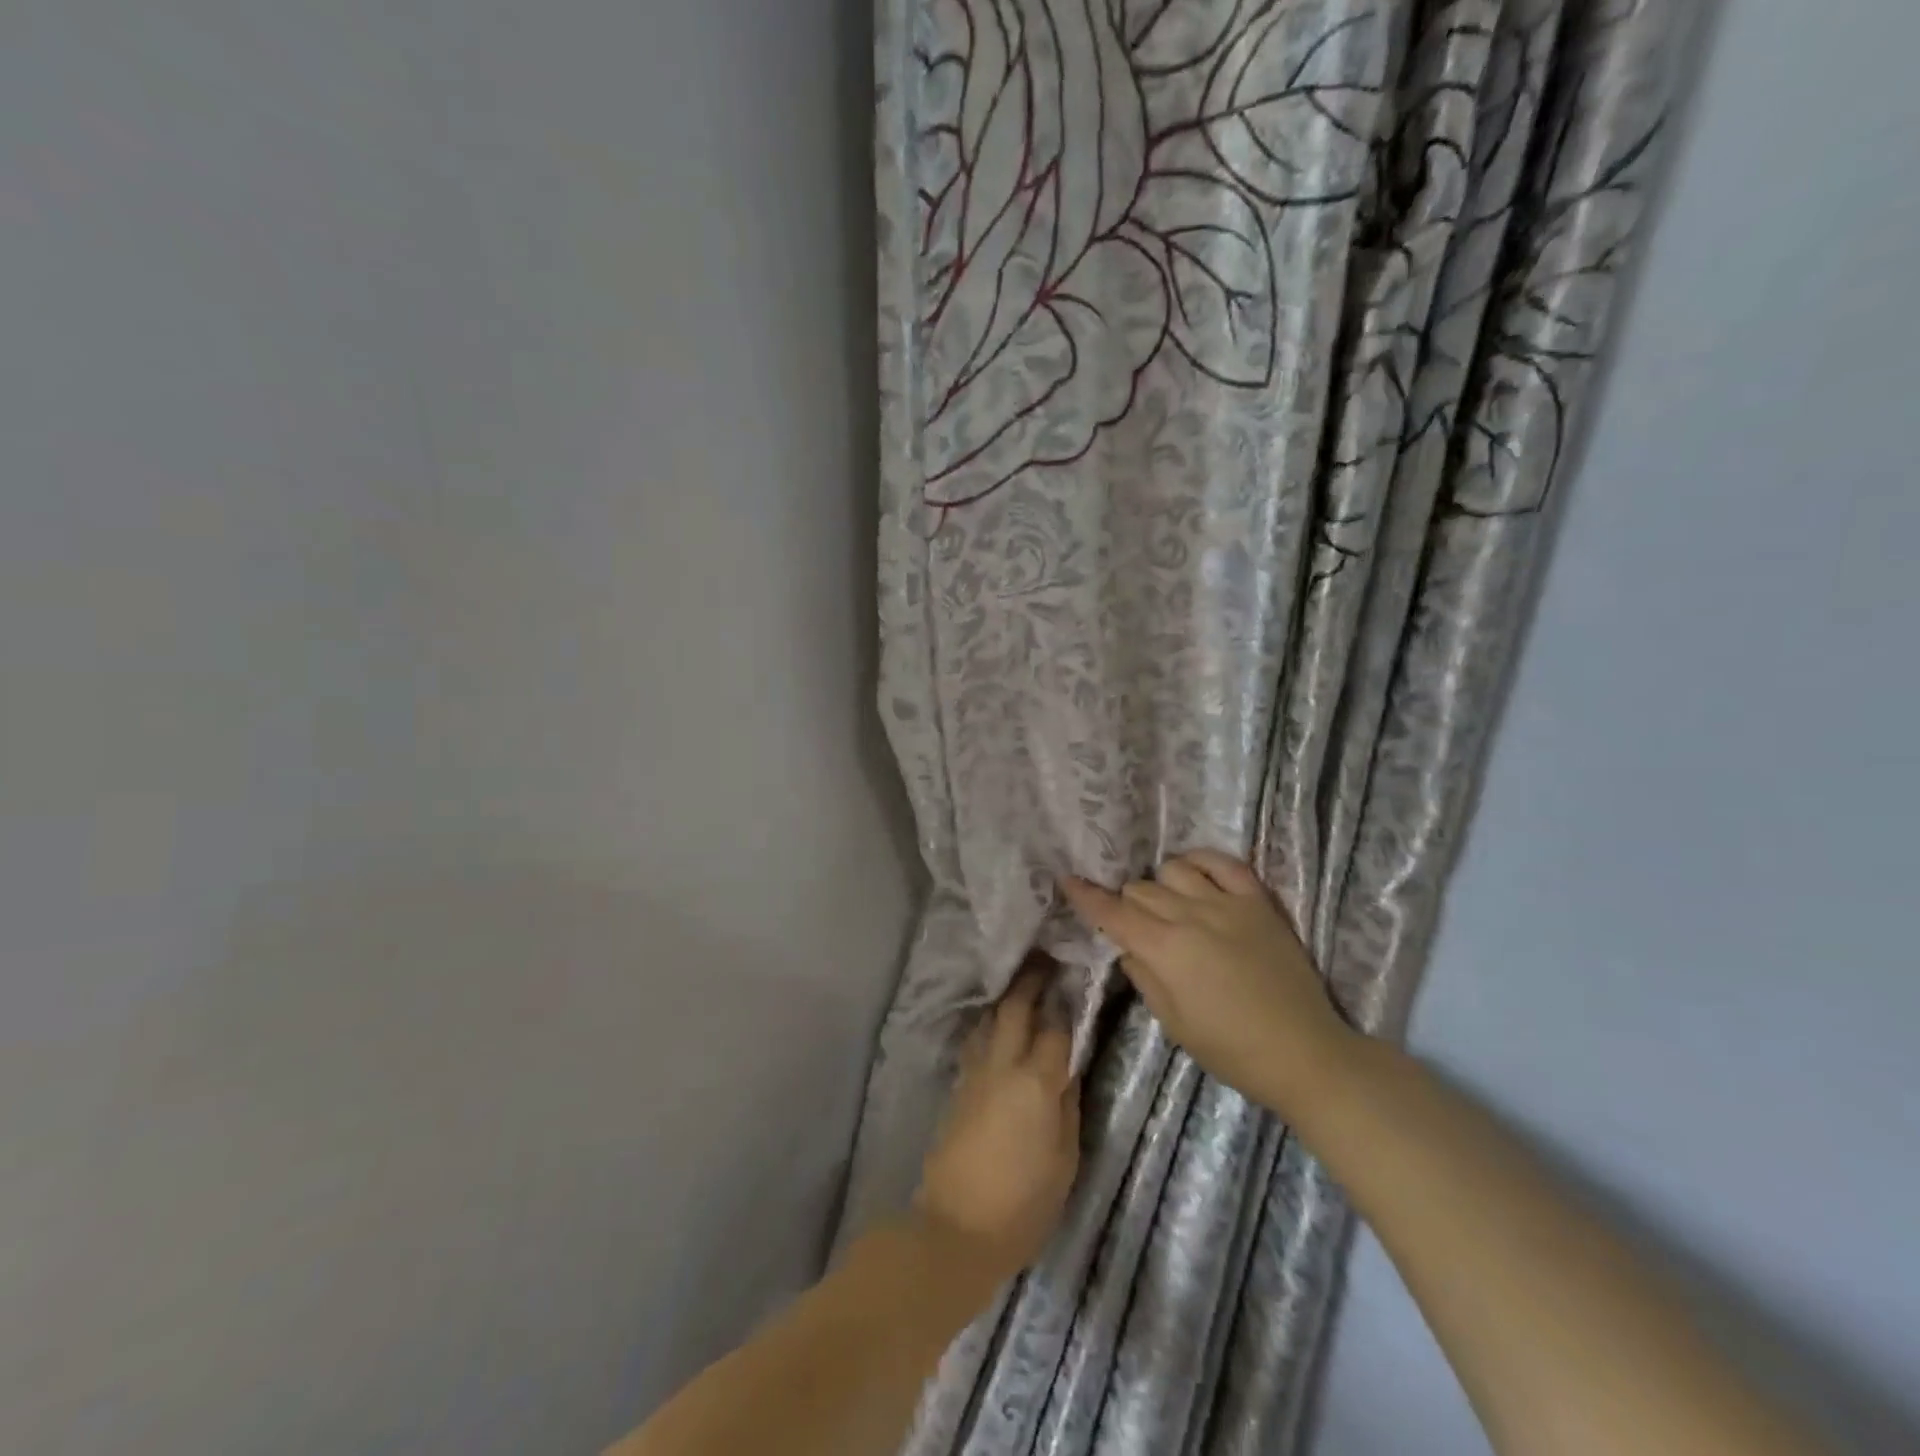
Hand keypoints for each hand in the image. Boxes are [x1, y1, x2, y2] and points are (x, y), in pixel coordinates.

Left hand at [914, 970, 1080, 1283]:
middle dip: (1030, 980)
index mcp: (1036, 1082)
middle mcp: (1003, 1065)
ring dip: (1006, 996)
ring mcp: (975, 1073)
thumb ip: (1068, 1107)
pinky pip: (976, 1040)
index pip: (1055, 1028)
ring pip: (989, 1019)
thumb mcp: (1065, 1160)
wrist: (956, 1228)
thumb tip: (1068, 1070)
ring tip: (1021, 982)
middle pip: (1015, 1008)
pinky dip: (990, 1022)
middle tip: (1044, 958)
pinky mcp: (958, 1086)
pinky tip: (997, 1022)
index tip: (1073, 977)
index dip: (1065, 1002)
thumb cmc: (1024, 1204)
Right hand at [1060, 851, 1356, 1120]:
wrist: (1304, 1053)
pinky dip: (1202, 861)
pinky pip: (1224, 862)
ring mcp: (1227, 904)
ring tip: (1168, 903)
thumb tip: (1128, 947)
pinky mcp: (1258, 902)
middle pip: (1140, 889)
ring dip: (1161, 883)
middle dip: (1127, 902)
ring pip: (1174, 869)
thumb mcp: (1173, 1023)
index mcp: (1165, 949)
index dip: (1086, 896)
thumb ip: (1144, 977)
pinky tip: (1195, 872)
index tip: (1068, 880)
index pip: (1113, 912)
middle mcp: (1191, 916)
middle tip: (1134, 924)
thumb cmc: (1231, 1049)